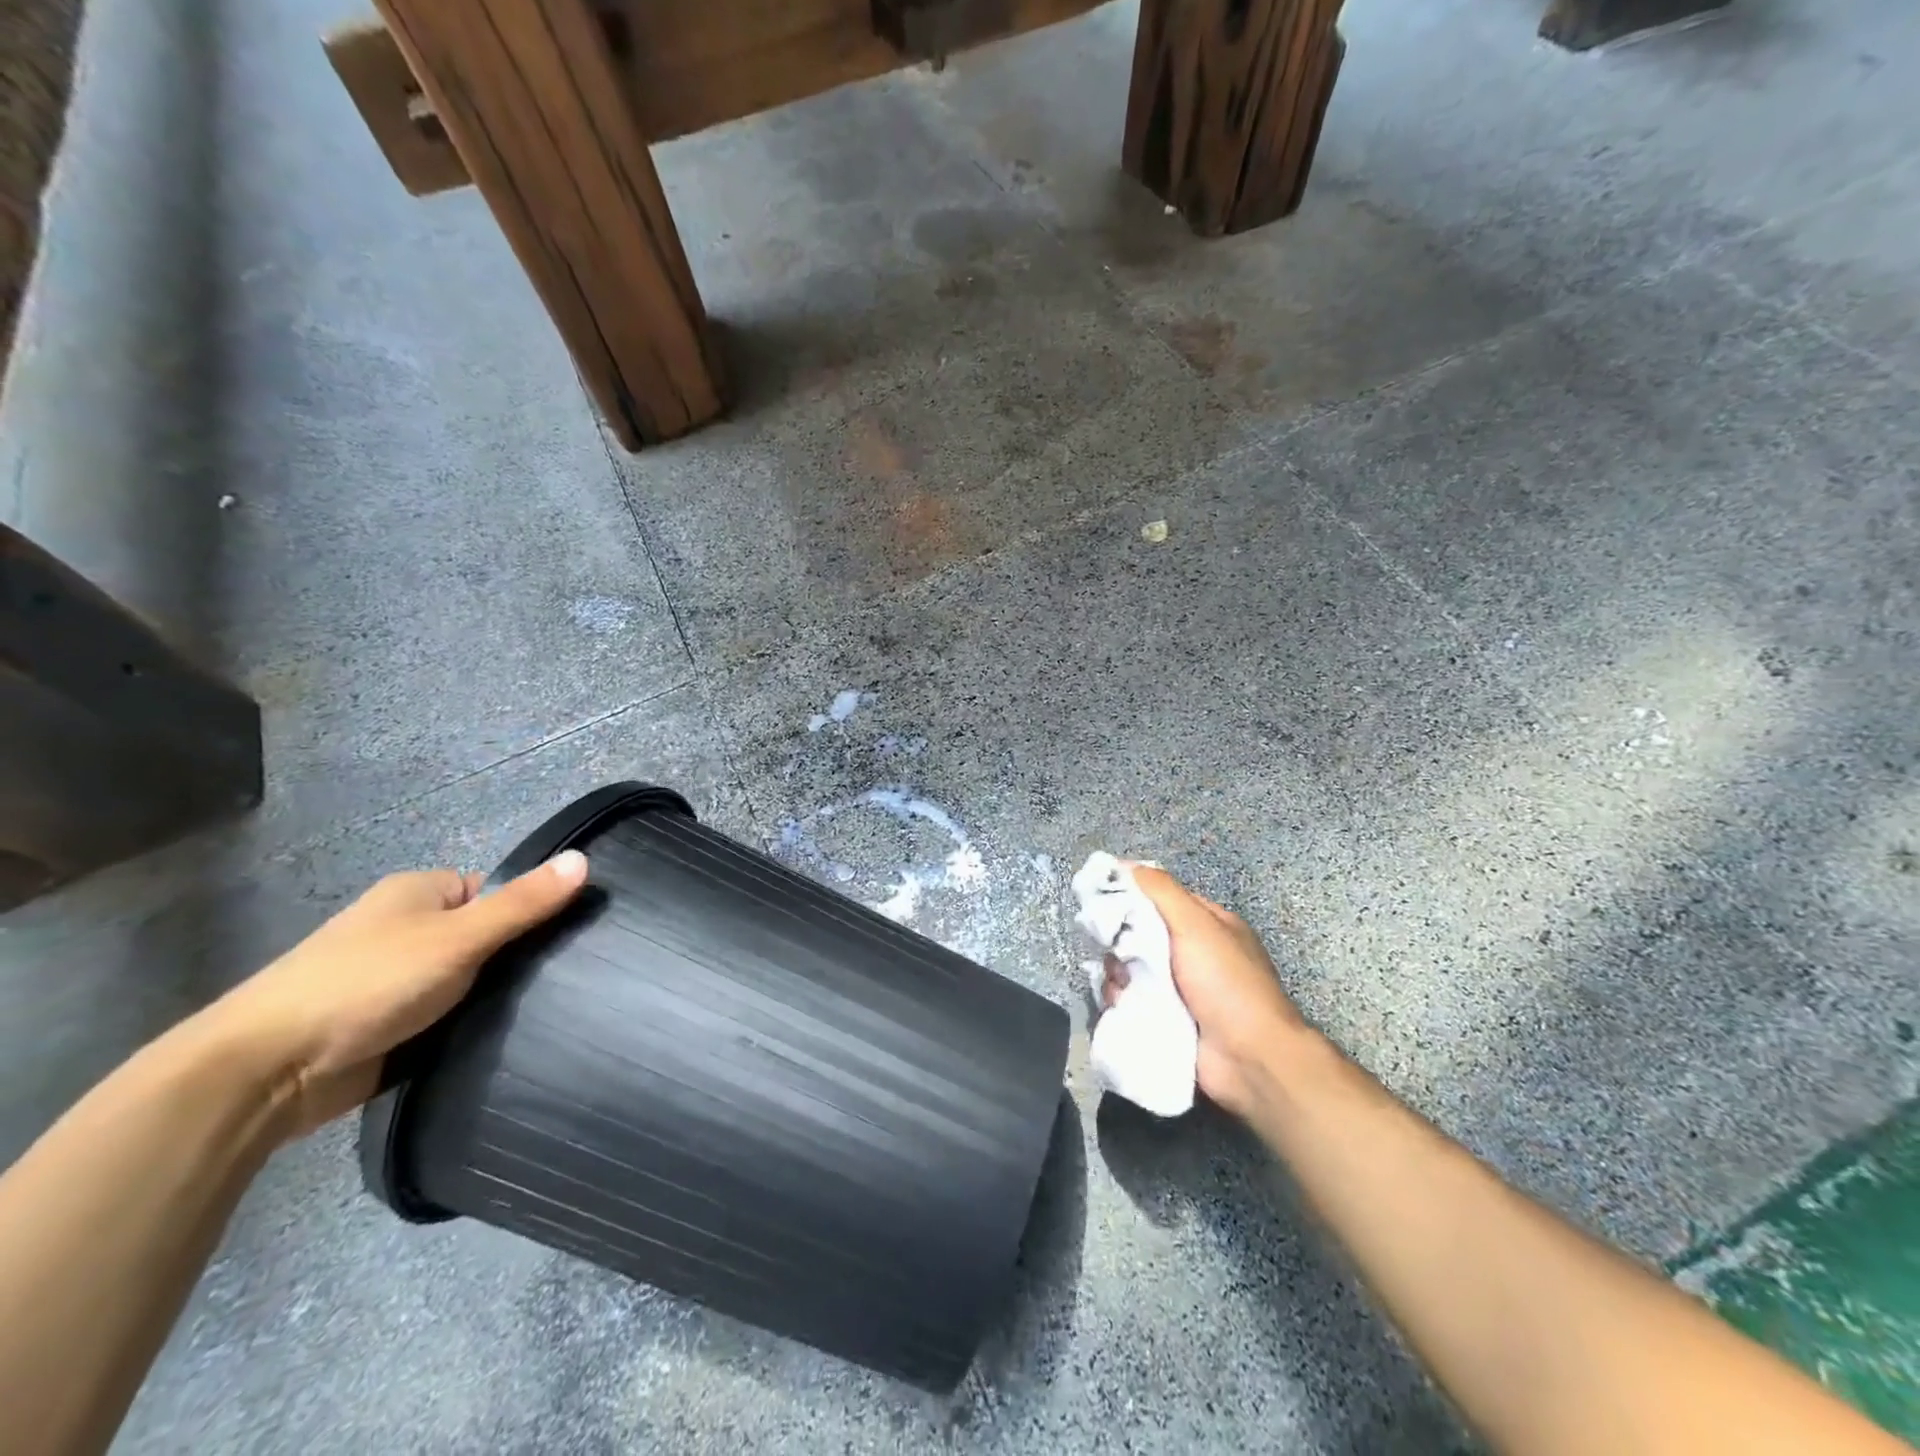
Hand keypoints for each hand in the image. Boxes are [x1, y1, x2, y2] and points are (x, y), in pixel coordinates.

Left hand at [207, 851, 588, 1140]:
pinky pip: (448, 1015)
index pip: (497, 891)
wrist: (265, 1072)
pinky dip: (469, 1025)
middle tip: (557, 979)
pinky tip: (504, 1038)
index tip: (566, 938)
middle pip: (486, 935)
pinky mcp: (390, 1026)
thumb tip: (585, 859)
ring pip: (469, 979)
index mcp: (419, 892)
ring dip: (492, 996)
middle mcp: (407, 929)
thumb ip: (524, 904)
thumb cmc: (367, 983)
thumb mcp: (458, 936)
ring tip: (545, 1011)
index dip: (530, 910)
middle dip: (515, 958)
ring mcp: (397, 979)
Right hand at [1101, 865, 1303, 1118]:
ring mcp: (1179, 989)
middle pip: (1140, 934)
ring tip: (1123, 983)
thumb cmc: (1226, 983)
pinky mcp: (1165, 1019)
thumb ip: (1161, 890)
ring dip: (1119, 973)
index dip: (1132, 897)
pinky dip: (1122, 999)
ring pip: (1130, 968)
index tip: (1103, 901)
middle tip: (1115, 949)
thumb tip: (1124, 864)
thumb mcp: (1196, 924)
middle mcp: (1193, 954)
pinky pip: (1131, 999)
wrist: (1248, 1060)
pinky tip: (1122, 1003)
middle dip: (1122, 941)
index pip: (1161, 899)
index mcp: (1209, 925)